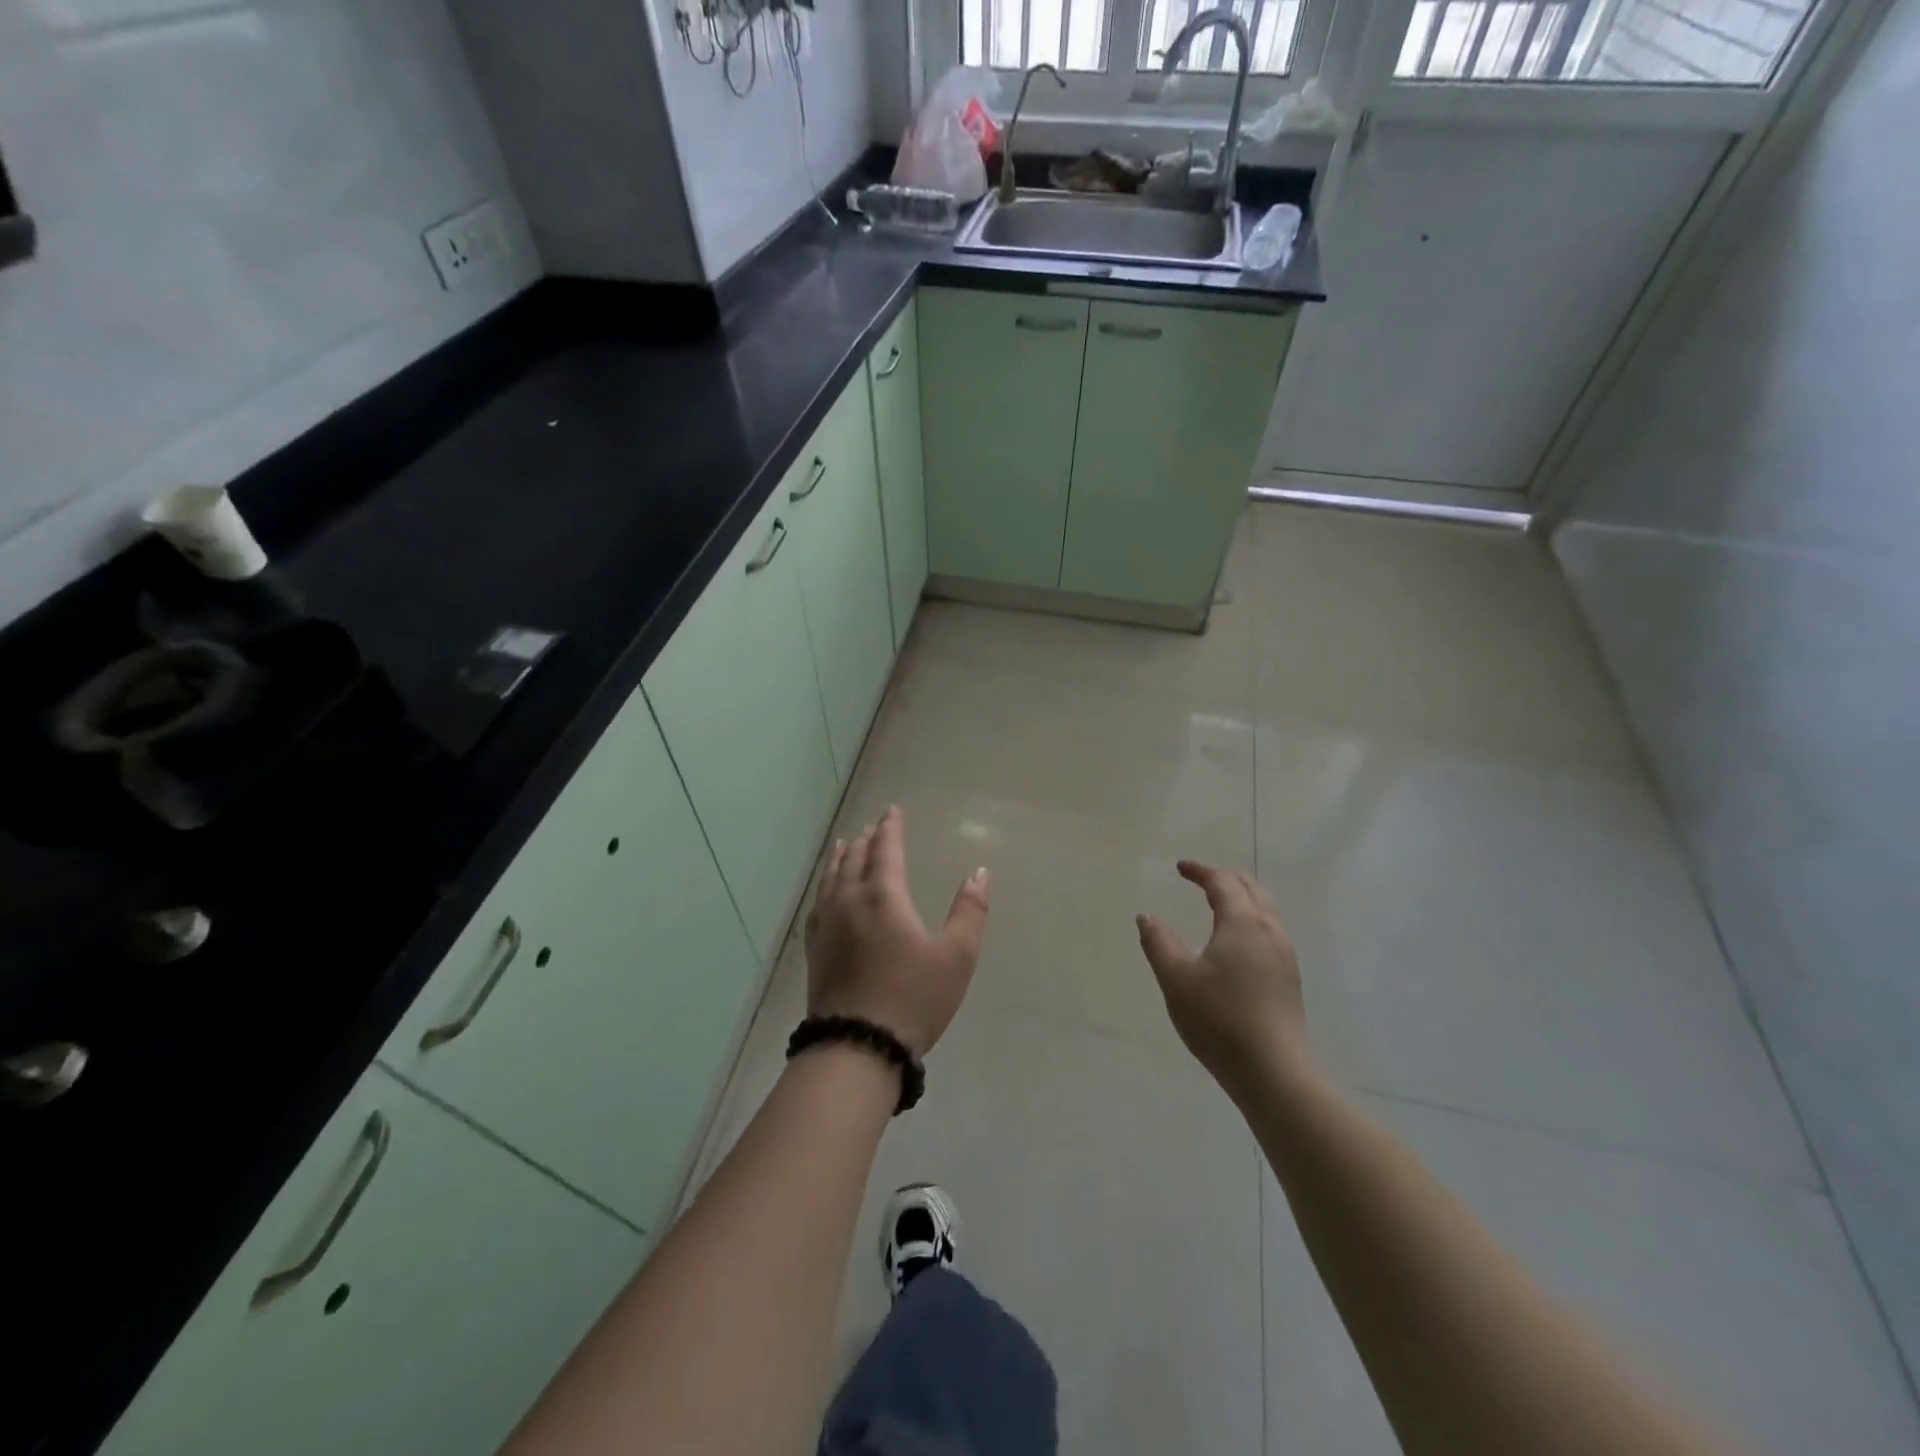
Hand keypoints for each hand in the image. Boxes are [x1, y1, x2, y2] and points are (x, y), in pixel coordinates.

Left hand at [805, 806, 989, 1057]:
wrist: (857, 1047)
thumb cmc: (913, 999)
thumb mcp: (956, 958)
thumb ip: (969, 912)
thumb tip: (979, 873)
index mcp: (883, 897)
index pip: (886, 850)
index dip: (890, 828)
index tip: (892, 810)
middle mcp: (850, 901)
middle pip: (855, 860)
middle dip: (867, 840)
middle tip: (872, 826)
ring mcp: (827, 926)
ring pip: (831, 878)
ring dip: (841, 858)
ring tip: (846, 845)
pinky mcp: (815, 950)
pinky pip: (819, 903)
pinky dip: (825, 885)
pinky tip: (826, 892)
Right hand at [1137, 861, 1310, 1096]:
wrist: (1273, 1072)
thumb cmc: (1219, 1020)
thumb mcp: (1176, 979)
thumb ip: (1159, 943)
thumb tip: (1146, 916)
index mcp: (1243, 924)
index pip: (1223, 882)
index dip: (1201, 871)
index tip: (1180, 867)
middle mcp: (1270, 932)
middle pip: (1252, 889)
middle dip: (1226, 878)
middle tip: (1202, 879)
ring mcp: (1284, 956)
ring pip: (1266, 911)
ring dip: (1242, 899)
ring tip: (1219, 905)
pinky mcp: (1289, 980)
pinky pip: (1270, 933)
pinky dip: (1251, 921)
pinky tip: (1236, 944)